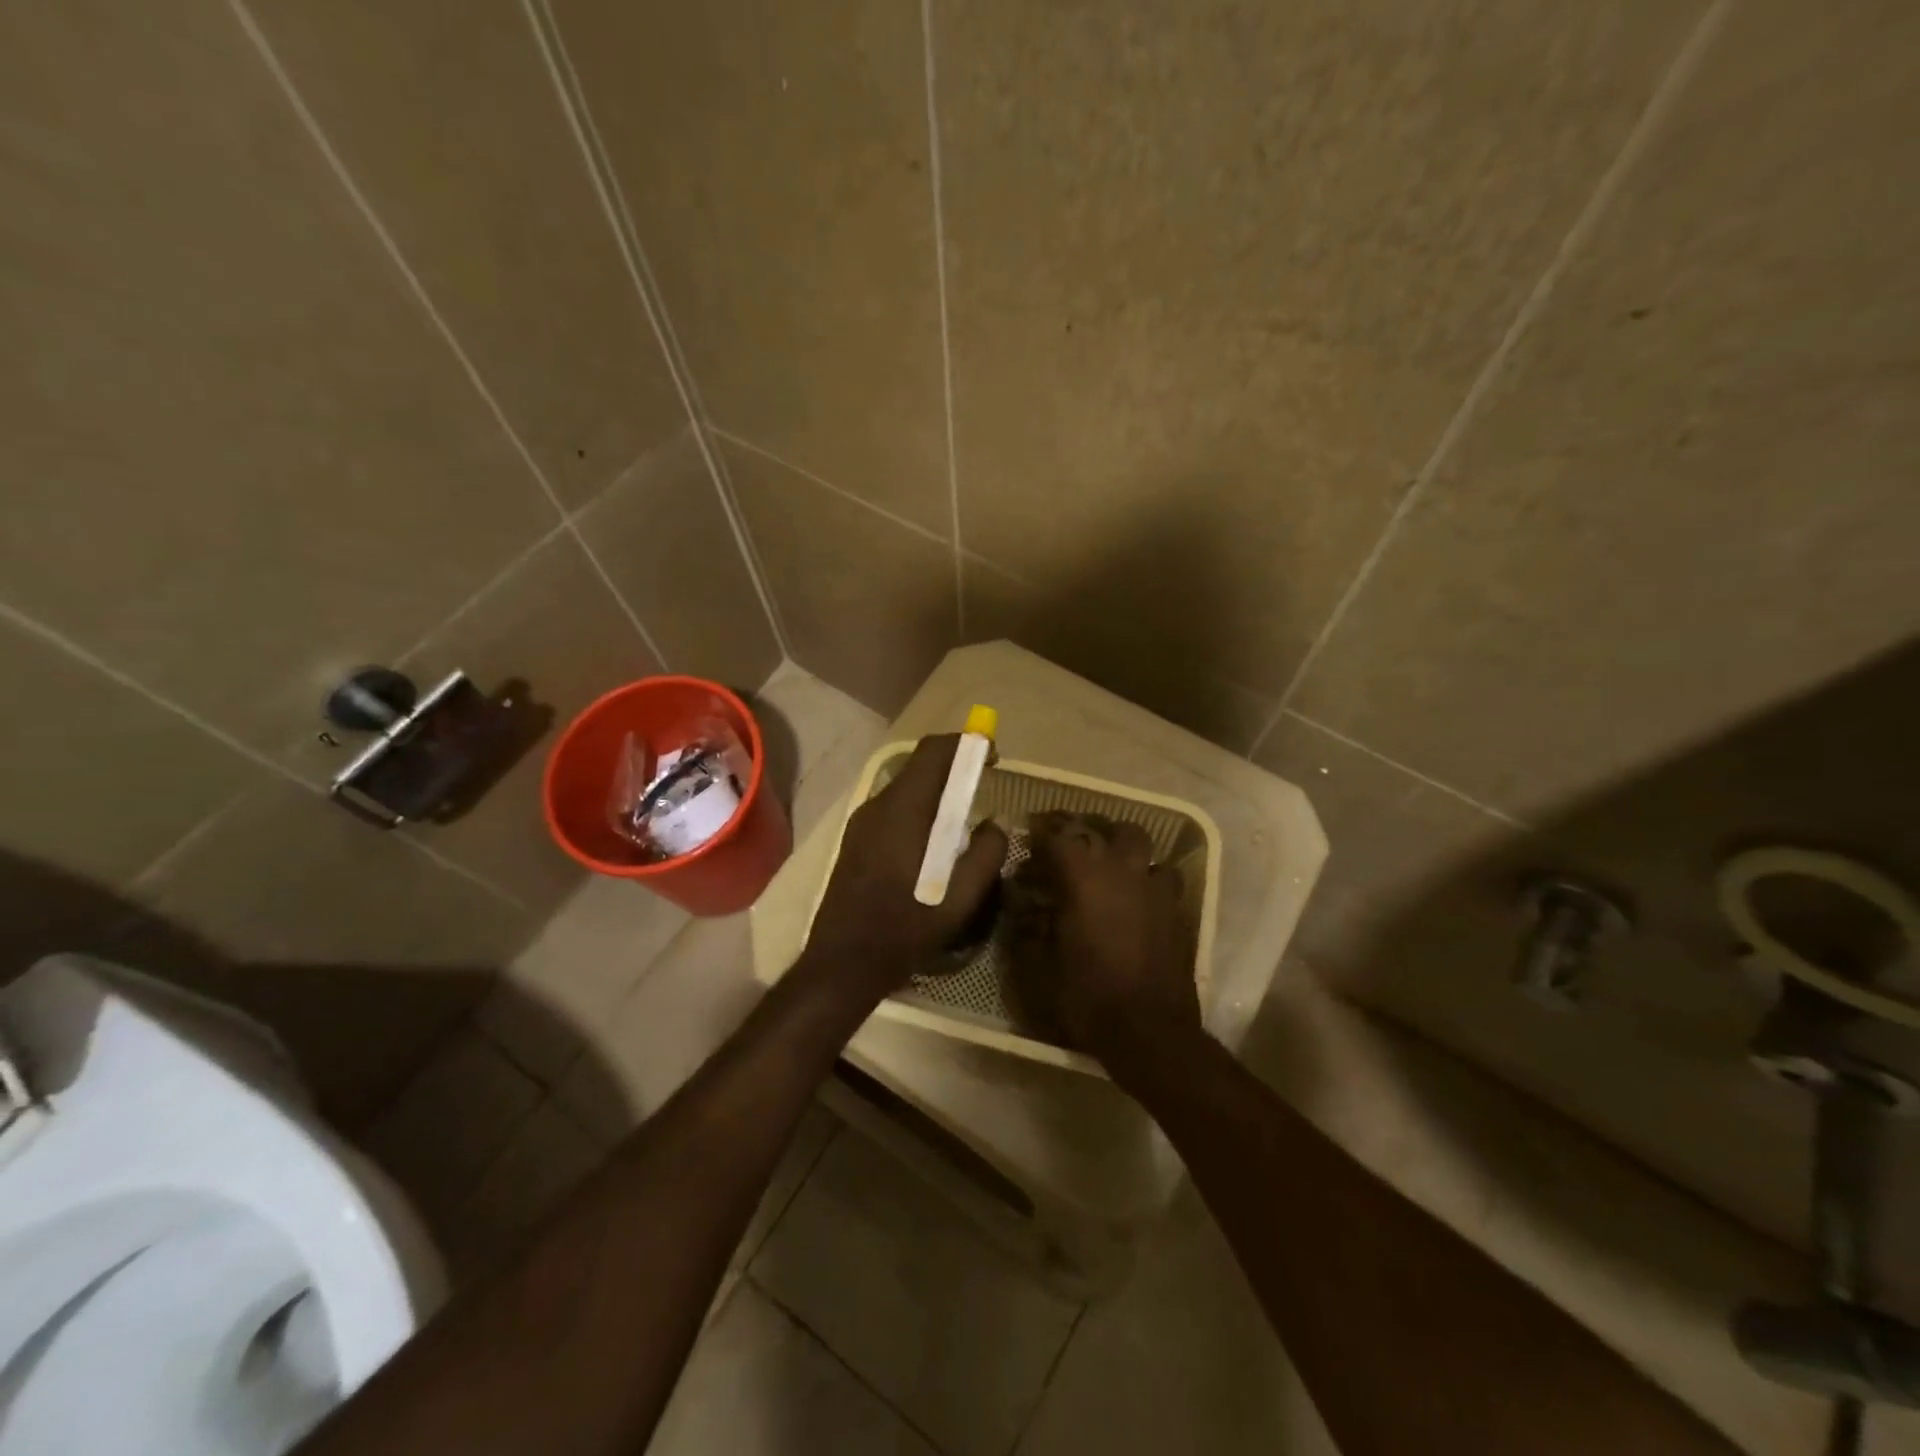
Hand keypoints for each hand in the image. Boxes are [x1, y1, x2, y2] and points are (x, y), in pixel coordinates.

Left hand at [796, 734, 1008, 1007]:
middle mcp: (878, 805)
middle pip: (919, 766)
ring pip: (906, 788)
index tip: (993, 756)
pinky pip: (894, 809)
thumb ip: (986, 854)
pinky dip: (920, 809)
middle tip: (984, 782)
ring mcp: (861, 823)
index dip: (966, 745)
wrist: (843, 962)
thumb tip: (997, 824)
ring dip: (937, 789)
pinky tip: (934, 841)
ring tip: (964, 814)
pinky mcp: (856, 841)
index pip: (933, 752)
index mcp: (903, 810)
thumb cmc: (905, 929)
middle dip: (954, 765)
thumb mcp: (960, 898)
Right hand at [1015, 814, 1201, 1086]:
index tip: (1032, 832)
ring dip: (1127, 851)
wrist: (1149, 1032)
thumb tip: (1026, 909)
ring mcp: (1156, 889)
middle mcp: (1122, 872)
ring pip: (1145, 848)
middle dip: (1093, 830)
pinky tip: (1138, 899)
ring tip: (1113, 867)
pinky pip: (1164, 878)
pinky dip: (1148, 880)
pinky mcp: (1177, 911)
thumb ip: (1032, 928)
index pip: (1059, 836)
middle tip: (1075, 845)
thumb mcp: (1042, 965)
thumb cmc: (1087, 996)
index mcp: (1083, 879)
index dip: (1042, 831)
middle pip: (1113, 829)